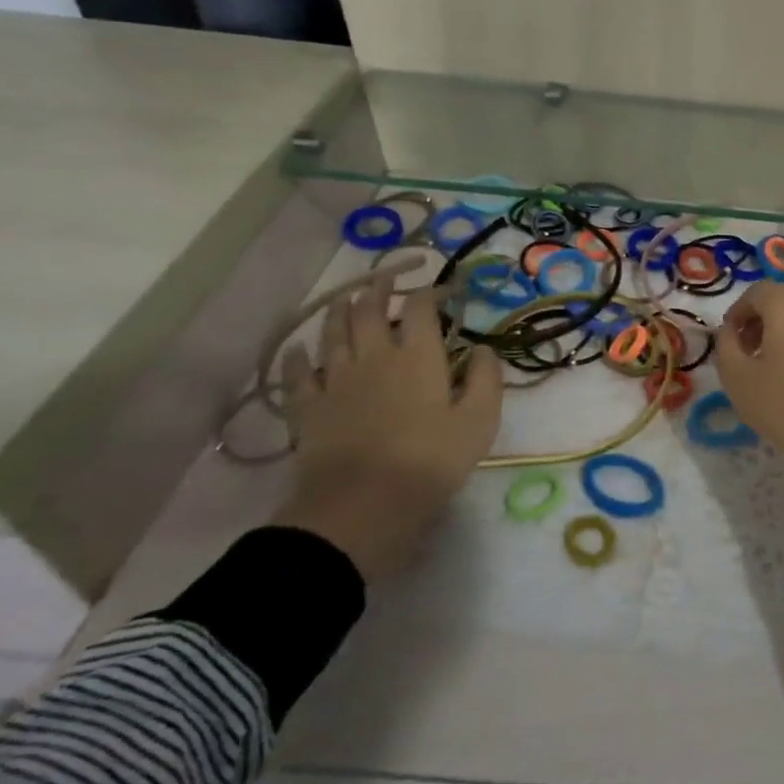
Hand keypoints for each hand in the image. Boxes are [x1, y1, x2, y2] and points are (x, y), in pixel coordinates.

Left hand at [273, 271, 501, 582]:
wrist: (362, 505)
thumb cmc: (430, 461)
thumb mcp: (479, 421)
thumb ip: (485, 378)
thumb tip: (481, 348)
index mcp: (418, 356)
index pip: (420, 308)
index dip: (430, 292)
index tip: (440, 289)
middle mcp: (374, 356)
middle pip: (369, 310)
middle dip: (378, 288)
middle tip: (385, 277)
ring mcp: (335, 380)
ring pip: (333, 332)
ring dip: (340, 309)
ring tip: (346, 297)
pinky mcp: (308, 408)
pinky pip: (298, 374)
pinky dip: (299, 357)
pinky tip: (299, 349)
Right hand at [716, 280, 783, 563]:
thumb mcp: (737, 378)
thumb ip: (725, 346)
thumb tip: (730, 332)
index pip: (757, 292)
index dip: (737, 312)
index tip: (728, 341)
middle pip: (782, 302)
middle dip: (760, 322)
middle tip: (746, 355)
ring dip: (783, 335)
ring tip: (771, 371)